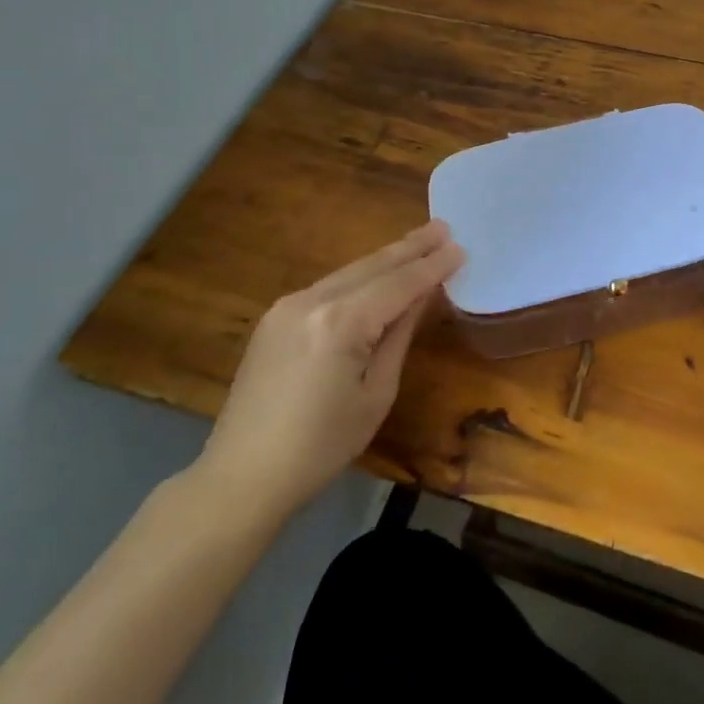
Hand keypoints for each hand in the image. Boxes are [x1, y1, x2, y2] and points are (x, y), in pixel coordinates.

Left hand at [192, 220, 463, 524]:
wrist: (242, 476)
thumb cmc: (322, 445)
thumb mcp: (376, 392)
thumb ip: (399, 335)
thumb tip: (421, 296)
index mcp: (341, 322)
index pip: (399, 284)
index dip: (432, 266)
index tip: (461, 247)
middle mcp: (311, 301)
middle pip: (372, 266)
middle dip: (411, 247)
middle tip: (444, 227)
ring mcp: (287, 307)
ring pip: (349, 272)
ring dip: (386, 258)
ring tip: (419, 242)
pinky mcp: (274, 319)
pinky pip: (328, 287)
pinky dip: (360, 277)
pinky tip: (378, 273)